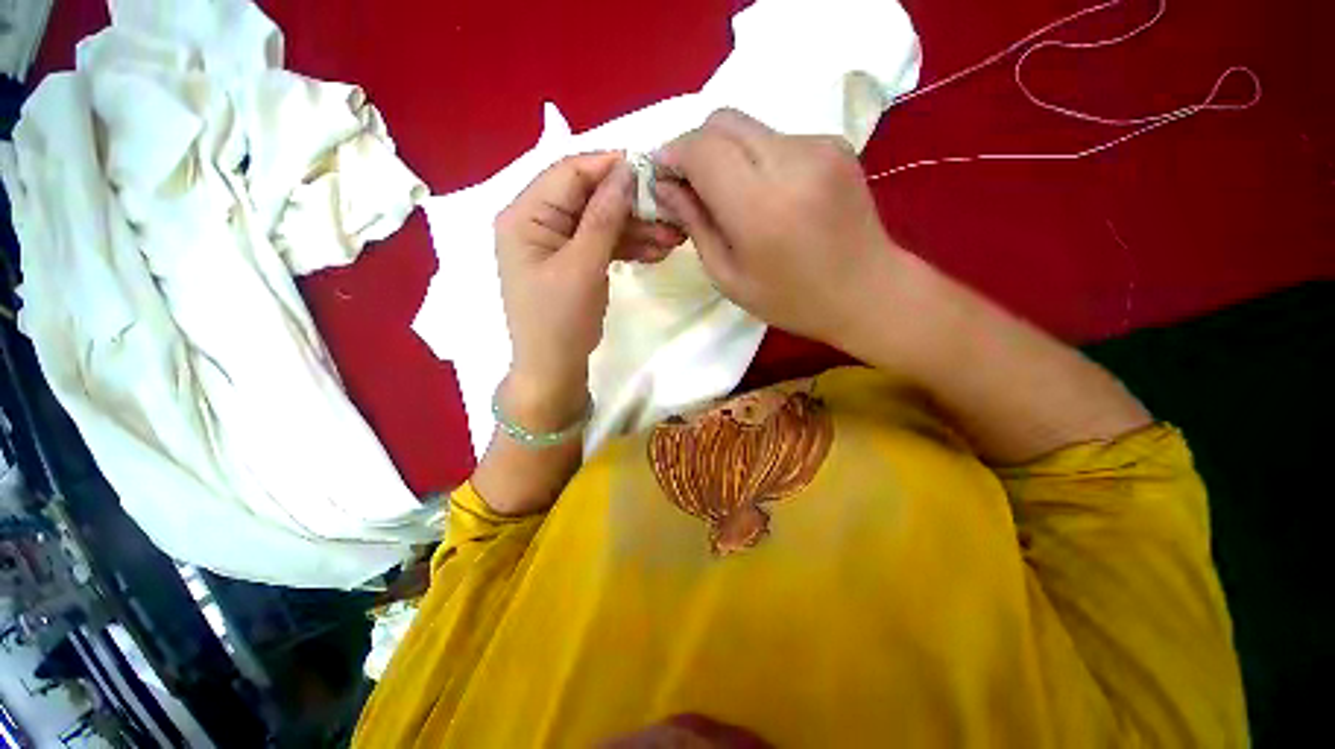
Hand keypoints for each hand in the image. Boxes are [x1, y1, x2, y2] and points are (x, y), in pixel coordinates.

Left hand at [495, 152, 682, 428]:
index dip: (610, 167)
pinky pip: (601, 244)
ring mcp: (556, 243)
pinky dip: (627, 246)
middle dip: (631, 206)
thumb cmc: (560, 320)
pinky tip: (655, 252)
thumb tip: (626, 170)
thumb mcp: (583, 266)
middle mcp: (537, 222)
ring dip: (636, 229)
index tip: (652, 171)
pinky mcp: (572, 262)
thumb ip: (604, 217)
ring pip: (600, 222)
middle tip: (671, 212)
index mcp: (525, 215)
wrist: (554, 369)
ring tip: (673, 238)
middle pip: (589, 198)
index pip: (569, 172)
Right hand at [653, 109, 900, 350]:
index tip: (662, 175)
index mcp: (759, 207)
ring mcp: (818, 146)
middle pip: (723, 121)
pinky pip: (776, 137)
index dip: (673, 154)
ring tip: (731, 194)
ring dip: (726, 152)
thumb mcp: (729, 276)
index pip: (702, 149)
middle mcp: (790, 162)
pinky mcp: (834, 143)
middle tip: (691, 184)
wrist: (867, 291)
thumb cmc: (791, 299)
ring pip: (748, 126)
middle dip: (695, 146)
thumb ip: (695, 225)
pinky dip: (757, 157)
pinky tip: (766, 192)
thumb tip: (665, 186)